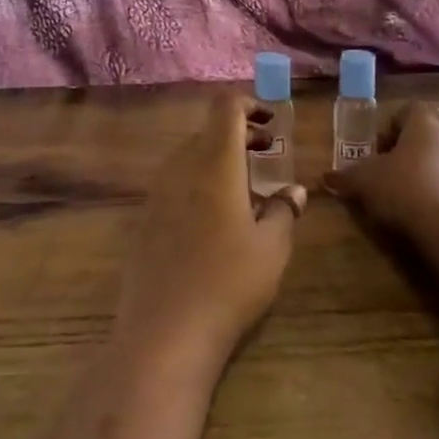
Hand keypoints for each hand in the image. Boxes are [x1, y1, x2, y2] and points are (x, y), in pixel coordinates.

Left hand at [113, 97, 305, 365]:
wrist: (164, 333)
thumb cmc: (229, 282)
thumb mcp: (272, 248)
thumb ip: (284, 211)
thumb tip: (294, 191)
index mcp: (215, 162)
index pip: (226, 108)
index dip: (249, 105)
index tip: (271, 123)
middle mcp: (181, 167)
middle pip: (208, 132)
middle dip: (239, 136)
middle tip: (268, 154)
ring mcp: (157, 194)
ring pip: (190, 158)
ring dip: (219, 161)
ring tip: (246, 190)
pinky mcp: (145, 221)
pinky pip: (175, 185)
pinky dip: (198, 184)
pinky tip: (215, 222)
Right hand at [325, 103, 438, 238]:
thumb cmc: (406, 190)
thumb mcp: (365, 182)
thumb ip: (346, 176)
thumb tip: (326, 177)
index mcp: (426, 119)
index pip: (404, 112)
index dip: (389, 132)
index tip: (378, 156)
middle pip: (433, 133)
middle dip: (418, 150)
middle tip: (399, 176)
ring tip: (426, 200)